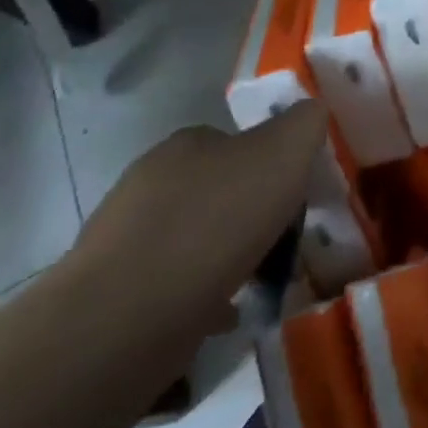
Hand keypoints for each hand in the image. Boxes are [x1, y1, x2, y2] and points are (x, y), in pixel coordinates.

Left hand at [66, 104, 326, 346]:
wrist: (128, 317)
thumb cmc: (216, 222)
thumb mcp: (283, 153)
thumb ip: (304, 124)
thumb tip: (314, 110)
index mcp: (187, 143)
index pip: (236, 141)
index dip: (271, 163)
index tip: (294, 194)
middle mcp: (149, 180)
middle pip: (215, 188)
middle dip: (248, 210)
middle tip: (282, 237)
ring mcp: (125, 238)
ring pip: (193, 237)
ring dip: (225, 254)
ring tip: (258, 280)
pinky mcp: (113, 292)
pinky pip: (173, 285)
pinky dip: (202, 295)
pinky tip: (225, 313)